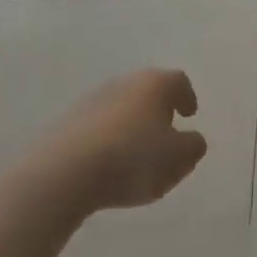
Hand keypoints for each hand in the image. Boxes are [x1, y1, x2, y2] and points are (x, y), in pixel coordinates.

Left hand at [25, 69, 207, 216]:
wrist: (62, 174)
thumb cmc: (132, 158)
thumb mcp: (179, 158)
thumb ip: (193, 147)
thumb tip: (191, 140)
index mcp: (154, 84)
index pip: (178, 81)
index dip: (187, 97)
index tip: (189, 115)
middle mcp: (122, 84)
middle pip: (147, 94)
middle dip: (158, 114)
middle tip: (166, 139)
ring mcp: (89, 102)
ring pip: (120, 112)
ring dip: (132, 130)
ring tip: (137, 161)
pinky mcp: (64, 125)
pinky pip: (97, 131)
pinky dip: (108, 144)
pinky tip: (109, 169)